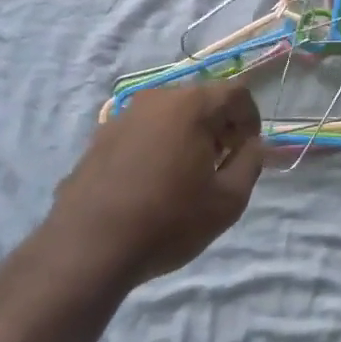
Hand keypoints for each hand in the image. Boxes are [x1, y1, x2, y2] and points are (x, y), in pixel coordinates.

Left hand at [47, 82, 263, 291]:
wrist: (88, 249)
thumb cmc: (168, 221)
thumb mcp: (228, 200)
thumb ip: (251, 163)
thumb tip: (252, 145)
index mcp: (191, 105)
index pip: (236, 93)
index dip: (251, 119)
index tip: (248, 151)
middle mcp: (156, 99)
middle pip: (201, 99)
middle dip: (219, 125)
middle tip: (222, 163)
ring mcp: (123, 116)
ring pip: (170, 114)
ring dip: (187, 135)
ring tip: (186, 175)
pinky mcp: (99, 138)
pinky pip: (143, 131)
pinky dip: (158, 145)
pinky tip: (152, 183)